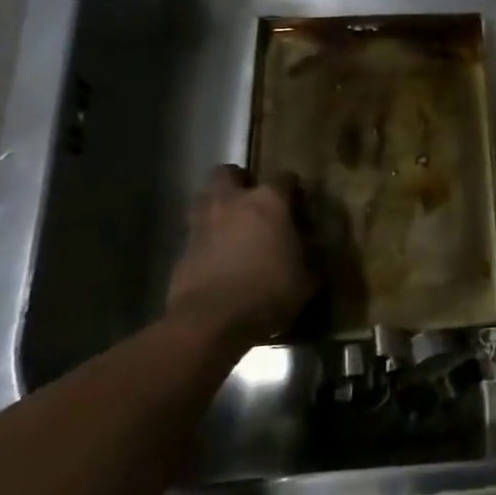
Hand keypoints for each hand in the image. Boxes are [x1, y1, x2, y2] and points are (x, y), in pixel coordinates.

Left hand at [165, 166, 312, 344]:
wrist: (212, 321)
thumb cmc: (269, 292)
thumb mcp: (306, 279)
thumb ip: (309, 259)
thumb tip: (313, 256)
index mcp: (269, 202)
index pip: (283, 178)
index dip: (291, 187)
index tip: (297, 201)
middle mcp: (232, 203)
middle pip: (227, 173)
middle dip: (239, 180)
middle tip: (252, 199)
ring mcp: (202, 224)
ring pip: (204, 198)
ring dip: (217, 205)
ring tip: (232, 225)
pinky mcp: (182, 250)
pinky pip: (196, 233)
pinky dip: (206, 239)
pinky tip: (219, 258)